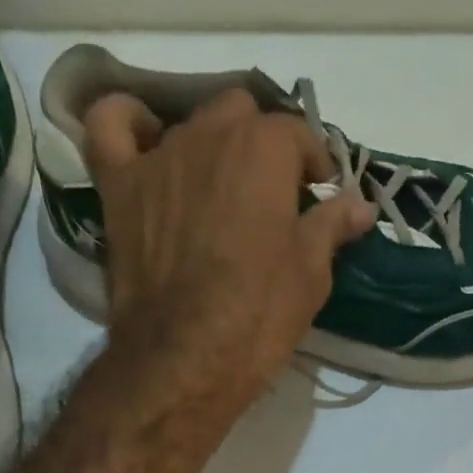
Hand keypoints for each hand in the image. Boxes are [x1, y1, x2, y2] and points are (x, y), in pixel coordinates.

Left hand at [84, 88, 374, 413]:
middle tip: (272, 194)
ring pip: (190, 124)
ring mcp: (158, 156)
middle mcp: (210, 135)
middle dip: (262, 145)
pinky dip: (129, 122)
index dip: (314, 163)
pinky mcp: (118, 184)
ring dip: (213, 147)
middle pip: (242, 114)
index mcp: (264, 150)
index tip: (320, 195)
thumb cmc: (259, 316)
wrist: (186, 358)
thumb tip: (361, 204)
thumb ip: (332, 226)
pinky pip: (111, 126)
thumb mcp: (311, 274)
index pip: (297, 133)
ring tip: (222, 190)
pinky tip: (147, 140)